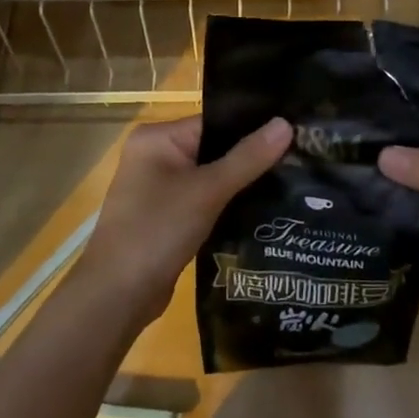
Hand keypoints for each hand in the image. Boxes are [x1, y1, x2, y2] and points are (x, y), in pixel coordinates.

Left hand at [74, 114, 291, 328]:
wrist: (118, 295)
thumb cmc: (158, 230)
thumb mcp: (208, 191)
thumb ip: (248, 157)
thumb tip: (286, 123)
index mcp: (157, 138)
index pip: (216, 122)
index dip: (254, 128)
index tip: (296, 133)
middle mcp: (155, 155)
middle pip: (215, 148)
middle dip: (252, 157)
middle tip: (301, 159)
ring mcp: (160, 188)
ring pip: (212, 176)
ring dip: (243, 183)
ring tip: (292, 182)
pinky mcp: (168, 216)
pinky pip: (205, 200)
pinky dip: (229, 203)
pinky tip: (264, 208)